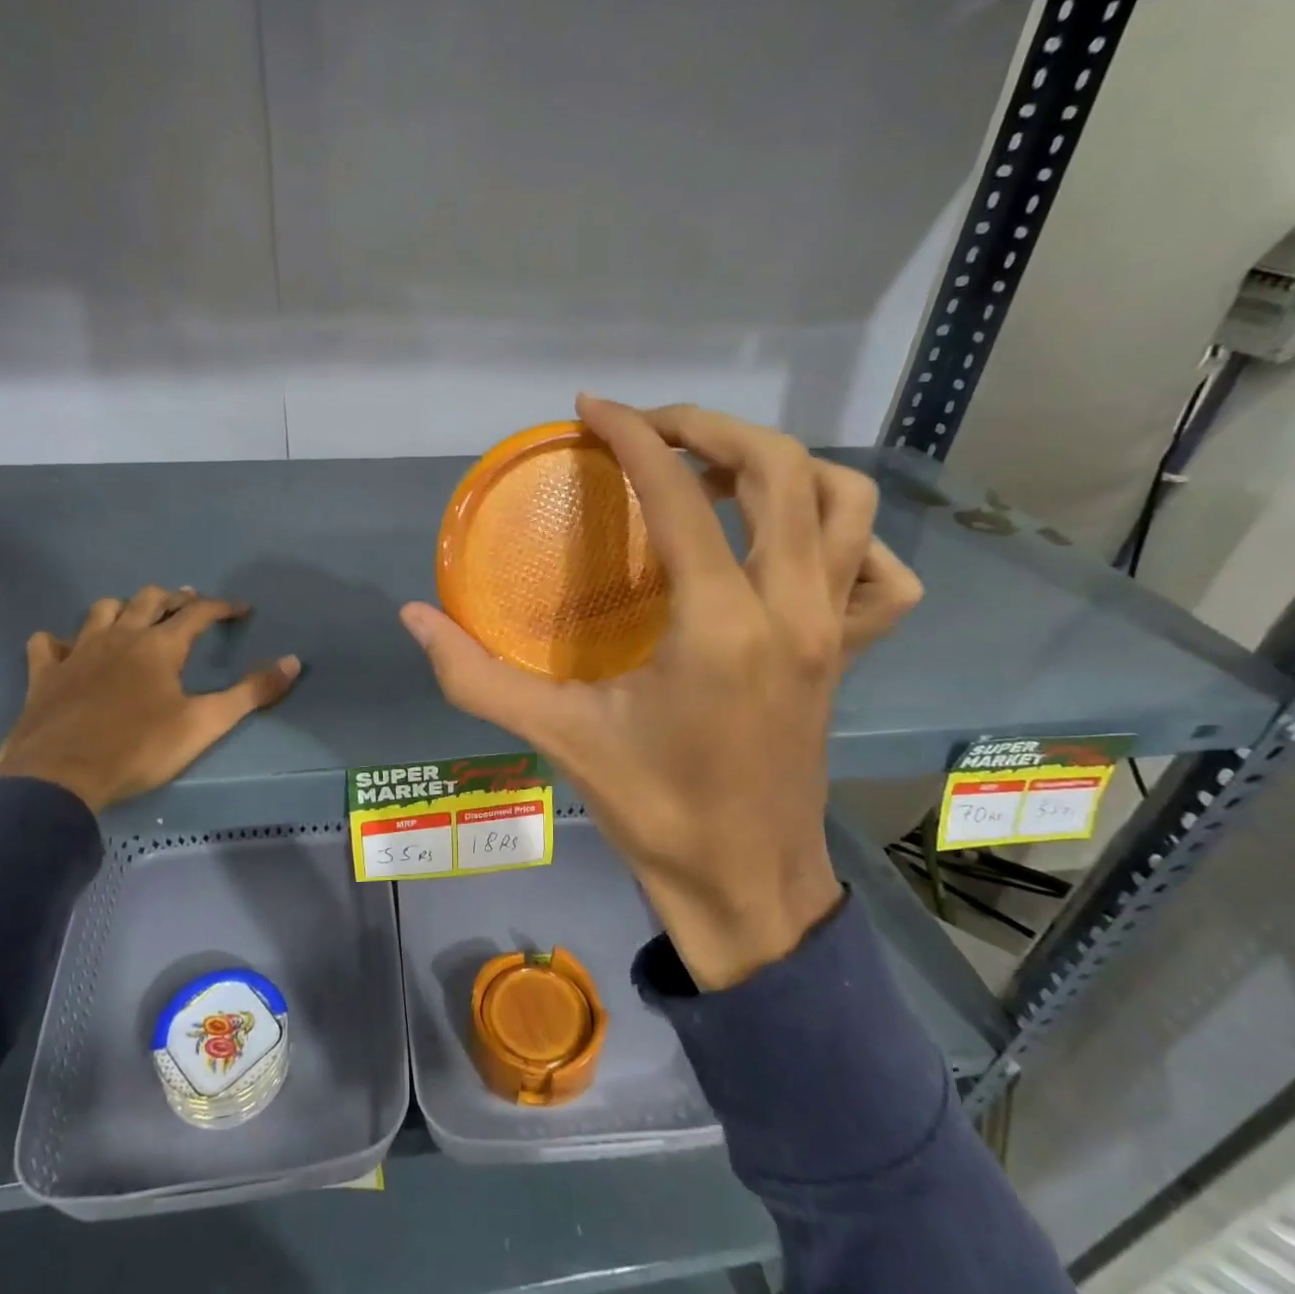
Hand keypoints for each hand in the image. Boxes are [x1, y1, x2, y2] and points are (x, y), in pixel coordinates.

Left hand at [0, 588, 300, 813]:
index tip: (242, 609)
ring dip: (123, 608)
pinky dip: (61, 640)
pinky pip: (48, 642)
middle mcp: (120, 637)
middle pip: (149, 599)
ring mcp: (78, 652)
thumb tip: (293, 661)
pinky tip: (68, 648)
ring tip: (136, 619)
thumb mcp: (205, 723)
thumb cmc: (140, 748)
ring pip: (101, 610)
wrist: (60, 776)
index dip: (223, 607)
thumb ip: (252, 692)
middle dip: (174, 598)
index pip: (198, 613)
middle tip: (189, 605)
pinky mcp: (45, 674)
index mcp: (160, 646)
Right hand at [402, 398, 921, 989]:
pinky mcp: (851, 654)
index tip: (592, 410)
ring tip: (718, 473)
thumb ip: (476, 676)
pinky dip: (848, 537)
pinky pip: (882, 572)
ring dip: (783, 465)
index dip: (633, 436)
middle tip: (649, 430)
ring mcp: (834, 630)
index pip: (680, 496)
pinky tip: (794, 546)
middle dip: (709, 427)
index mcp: (720, 625)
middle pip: (780, 469)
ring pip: (845, 502)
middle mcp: (793, 609)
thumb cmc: (655, 811)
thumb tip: (413, 617)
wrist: (746, 883)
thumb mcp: (559, 738)